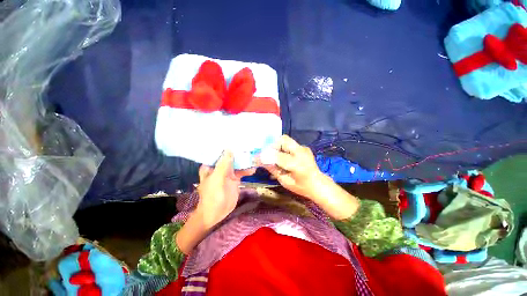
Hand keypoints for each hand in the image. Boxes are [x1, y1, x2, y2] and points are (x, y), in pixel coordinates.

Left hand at [195, 151, 255, 229]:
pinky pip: (242, 172)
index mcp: (211, 166)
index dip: (226, 145)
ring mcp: (228, 173)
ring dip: (244, 161)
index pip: (218, 152)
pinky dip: (247, 170)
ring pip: (237, 163)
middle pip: (230, 157)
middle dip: (238, 152)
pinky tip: (253, 169)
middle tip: (248, 145)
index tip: (235, 138)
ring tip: (254, 156)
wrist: (216, 214)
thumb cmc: (212, 196)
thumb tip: (229, 149)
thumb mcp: (217, 179)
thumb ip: (223, 165)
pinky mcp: (235, 179)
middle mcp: (219, 167)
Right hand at [261, 135, 325, 199]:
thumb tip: (260, 161)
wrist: (319, 185)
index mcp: (297, 165)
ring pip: (286, 140)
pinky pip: (290, 144)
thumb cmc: (301, 187)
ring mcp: (303, 148)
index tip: (256, 157)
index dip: (265, 156)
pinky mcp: (304, 148)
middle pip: (283, 139)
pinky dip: (283, 148)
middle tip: (267, 154)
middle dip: (272, 145)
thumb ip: (272, 169)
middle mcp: (301, 152)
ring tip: (274, 156)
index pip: (277, 156)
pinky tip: (283, 157)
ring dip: (277, 146)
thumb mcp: (285, 181)